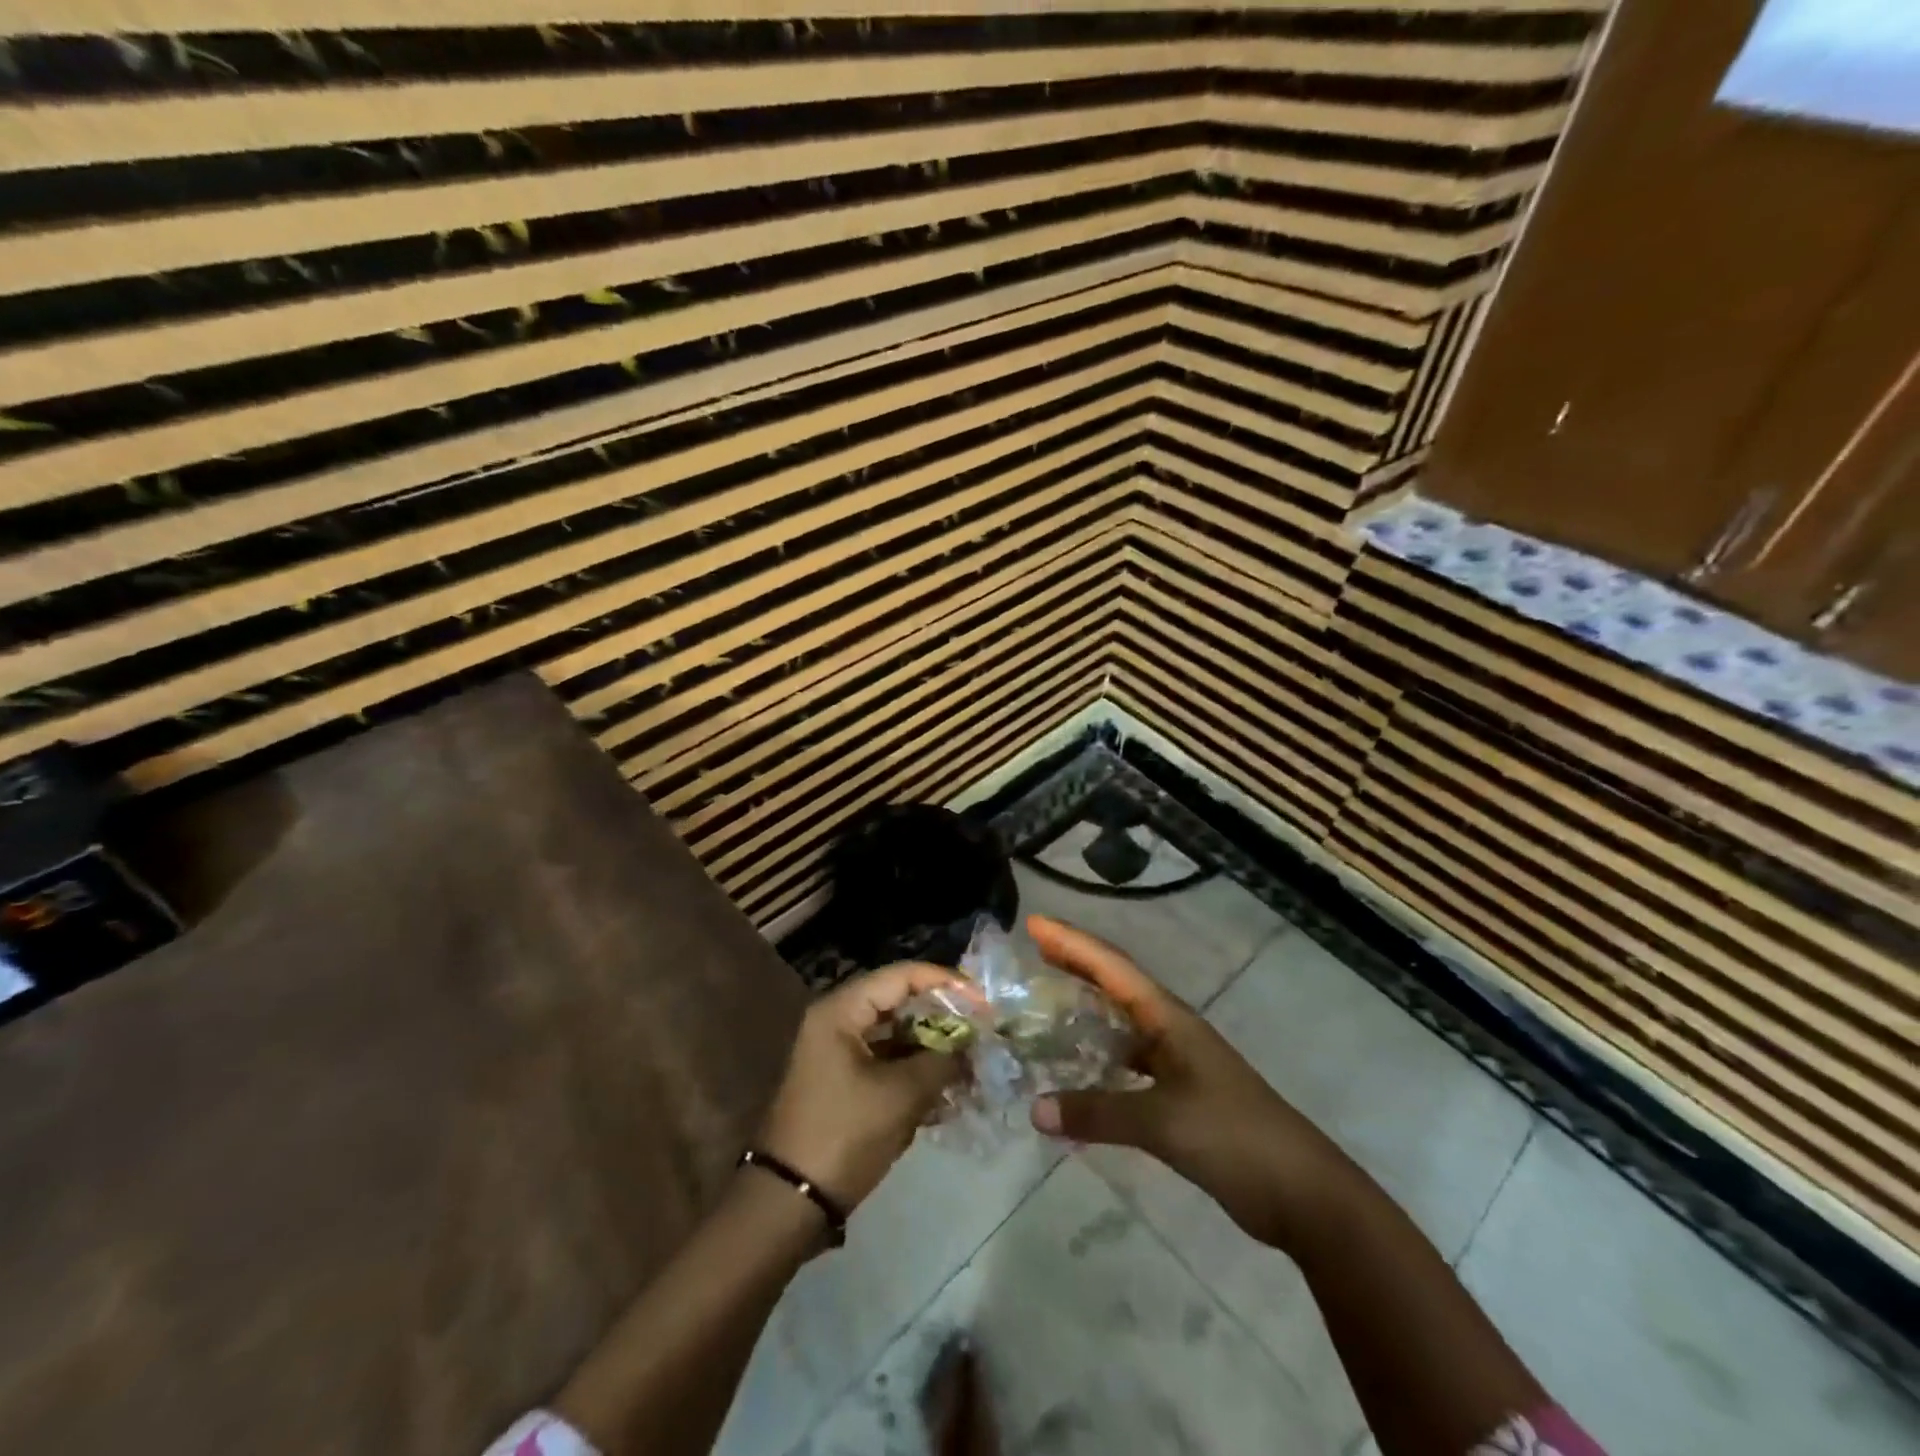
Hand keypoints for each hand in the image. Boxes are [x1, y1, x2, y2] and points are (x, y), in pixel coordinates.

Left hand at [758, 963, 966, 1211]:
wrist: (789, 1203)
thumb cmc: (844, 1134)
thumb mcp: (901, 1095)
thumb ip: (942, 1059)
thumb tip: (973, 1042)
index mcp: (842, 1010)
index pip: (902, 976)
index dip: (945, 983)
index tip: (983, 1002)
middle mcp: (838, 1021)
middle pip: (900, 1002)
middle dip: (943, 1017)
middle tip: (981, 1032)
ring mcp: (839, 1052)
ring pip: (897, 1034)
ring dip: (933, 1048)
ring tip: (972, 1064)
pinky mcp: (845, 1082)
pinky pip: (888, 1062)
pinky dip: (917, 1071)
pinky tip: (950, 1091)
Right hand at [1026, 915, 1353, 1248]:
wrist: (1303, 1193)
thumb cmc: (1235, 1137)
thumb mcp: (1163, 1121)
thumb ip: (1098, 1112)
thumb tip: (1034, 1109)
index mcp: (1169, 1018)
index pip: (1111, 967)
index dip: (1071, 943)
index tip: (1033, 924)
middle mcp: (1170, 1030)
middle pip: (1114, 984)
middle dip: (1074, 964)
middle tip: (1031, 951)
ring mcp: (1177, 1063)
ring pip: (1120, 1024)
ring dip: (1084, 1008)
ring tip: (1045, 1002)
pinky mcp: (1179, 1097)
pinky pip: (1127, 1064)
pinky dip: (1098, 1058)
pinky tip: (1076, 1071)